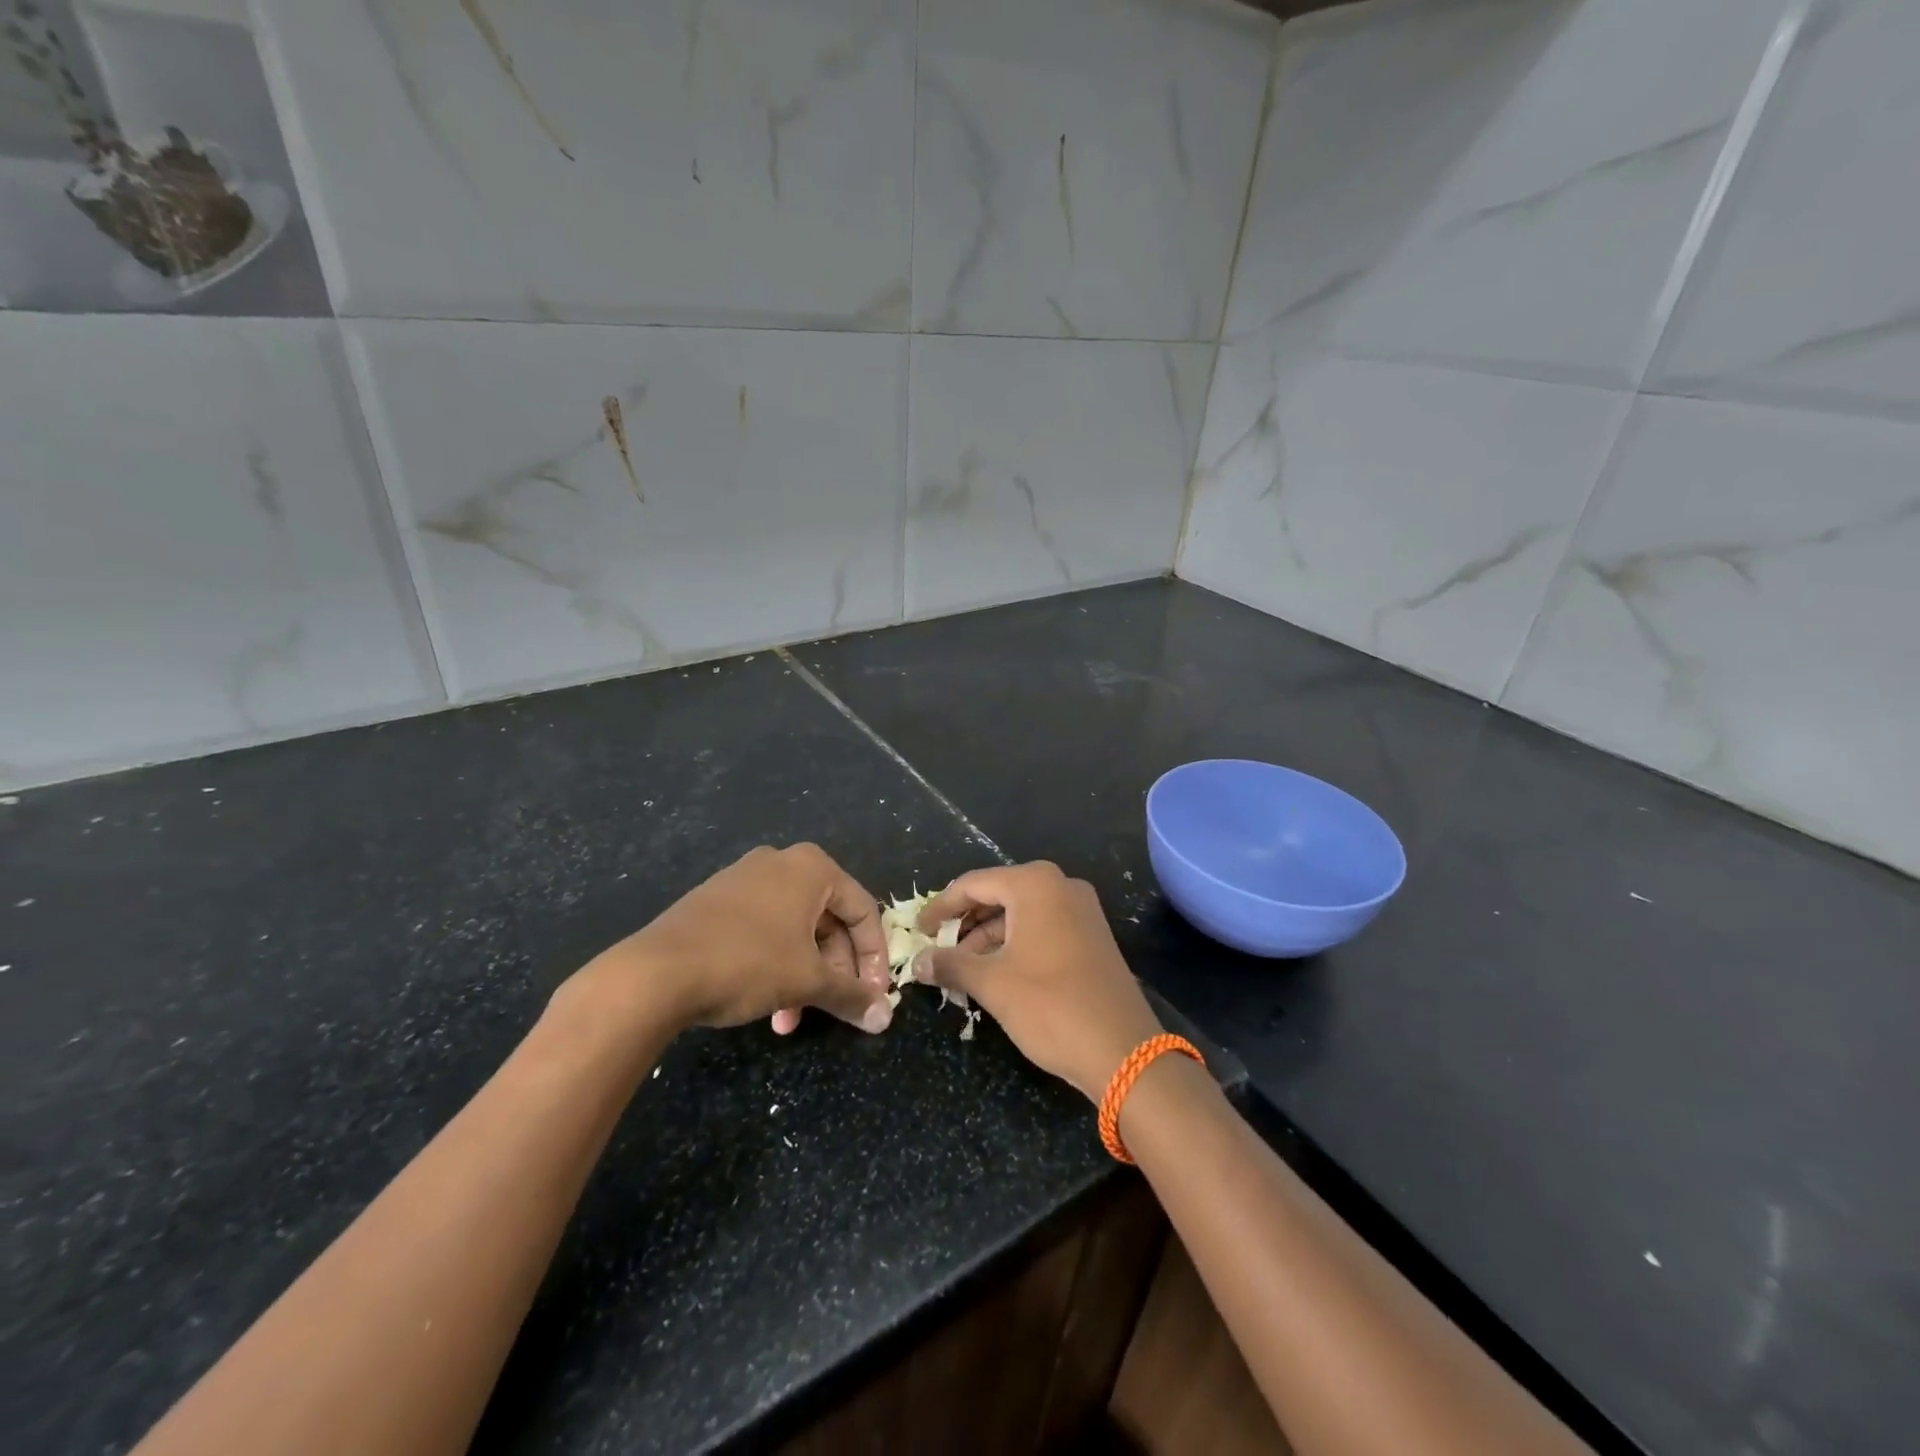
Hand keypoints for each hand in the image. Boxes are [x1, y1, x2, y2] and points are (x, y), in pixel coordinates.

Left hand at [584, 843, 893, 1035]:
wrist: (655, 972)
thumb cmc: (748, 963)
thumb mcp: (808, 981)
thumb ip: (851, 996)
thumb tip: (885, 1018)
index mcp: (811, 867)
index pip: (862, 911)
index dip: (875, 957)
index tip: (874, 996)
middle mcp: (780, 863)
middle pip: (828, 921)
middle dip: (834, 971)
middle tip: (836, 1008)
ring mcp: (743, 879)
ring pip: (794, 931)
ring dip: (803, 976)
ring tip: (790, 1021)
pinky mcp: (715, 902)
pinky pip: (763, 930)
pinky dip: (775, 965)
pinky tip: (766, 1005)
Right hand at [912, 862, 1161, 1101]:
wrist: (1123, 1051)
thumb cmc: (1050, 1005)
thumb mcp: (992, 984)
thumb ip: (950, 965)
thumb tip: (918, 962)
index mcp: (1035, 884)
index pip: (973, 884)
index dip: (941, 908)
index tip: (917, 931)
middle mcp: (1060, 886)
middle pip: (998, 895)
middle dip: (965, 924)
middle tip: (936, 950)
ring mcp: (1081, 910)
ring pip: (1020, 914)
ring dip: (988, 938)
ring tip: (960, 970)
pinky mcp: (1091, 936)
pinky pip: (1041, 928)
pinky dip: (1014, 945)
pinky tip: (994, 973)